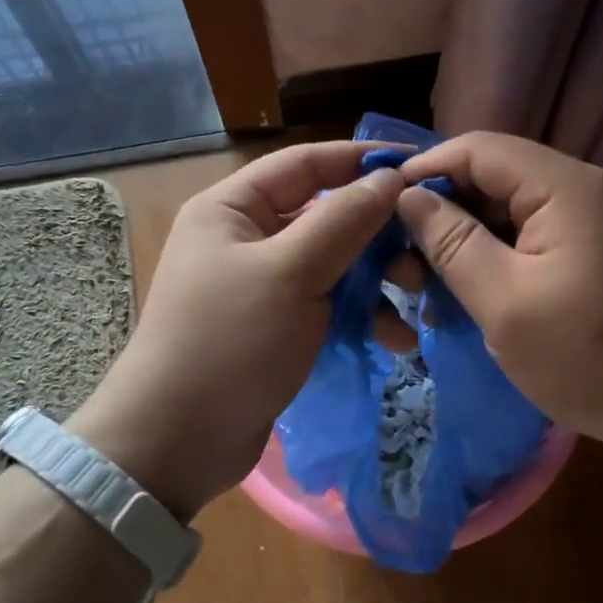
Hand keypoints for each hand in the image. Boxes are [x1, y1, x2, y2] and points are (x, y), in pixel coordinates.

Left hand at [67, 143, 405, 517]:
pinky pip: (329, 305)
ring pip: (334, 264)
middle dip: (378, 234)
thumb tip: (389, 179)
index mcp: (233, 208)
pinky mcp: (278, 326)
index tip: (419, 167)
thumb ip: (343, 220)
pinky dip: (361, 316)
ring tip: (414, 302)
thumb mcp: (290, 273)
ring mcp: (263, 285)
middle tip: (424, 254)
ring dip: (377, 281)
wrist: (178, 442)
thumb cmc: (229, 343)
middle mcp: (247, 237)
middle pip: (327, 215)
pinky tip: (395, 339)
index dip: (363, 160)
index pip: (307, 163)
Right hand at [397, 133, 602, 461]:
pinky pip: (527, 238)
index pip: (478, 149)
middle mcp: (578, 189)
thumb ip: (452, 243)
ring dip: (463, 239)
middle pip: (492, 176)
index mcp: (563, 187)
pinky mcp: (589, 251)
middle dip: (441, 210)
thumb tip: (408, 197)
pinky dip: (491, 259)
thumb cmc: (590, 356)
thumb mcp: (505, 302)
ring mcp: (588, 221)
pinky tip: (463, 293)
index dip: (425, 169)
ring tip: (423, 283)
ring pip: (506, 210)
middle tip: (398, 256)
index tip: (379, 205)